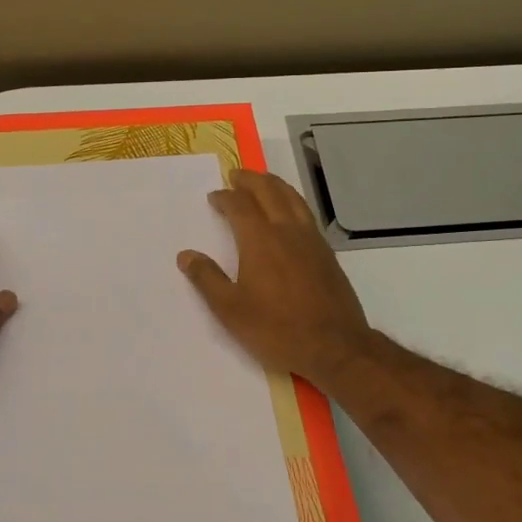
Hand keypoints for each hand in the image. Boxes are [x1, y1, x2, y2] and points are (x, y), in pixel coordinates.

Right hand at [177, 169, 375, 391]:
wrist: (335, 346)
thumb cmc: (277, 329)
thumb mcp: (231, 310)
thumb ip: (207, 279)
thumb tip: (186, 255)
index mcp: (260, 240)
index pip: (239, 205)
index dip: (225, 197)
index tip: (214, 197)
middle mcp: (287, 231)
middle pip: (269, 191)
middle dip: (251, 180)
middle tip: (237, 175)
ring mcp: (312, 240)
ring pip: (293, 198)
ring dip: (274, 185)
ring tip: (263, 183)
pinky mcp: (327, 253)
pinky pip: (306, 214)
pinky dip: (293, 202)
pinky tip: (290, 213)